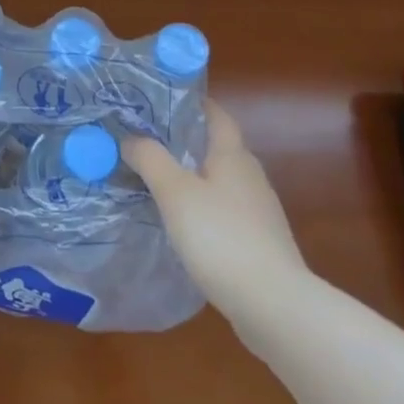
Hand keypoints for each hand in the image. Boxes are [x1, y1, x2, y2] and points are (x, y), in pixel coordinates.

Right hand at [123, 98, 306, 314]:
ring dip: (192, 176)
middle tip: (146, 140)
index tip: (163, 98)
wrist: (274, 305)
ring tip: (156, 180)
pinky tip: (182, 222)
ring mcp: (258, 211)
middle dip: (185, 140)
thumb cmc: (221, 237)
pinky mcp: (258, 242)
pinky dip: (202, 206)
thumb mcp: (175, 192)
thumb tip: (130, 137)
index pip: (217, 115)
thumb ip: (150, 159)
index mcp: (233, 156)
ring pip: (220, 180)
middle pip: (217, 147)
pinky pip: (224, 210)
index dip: (194, 102)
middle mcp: (250, 176)